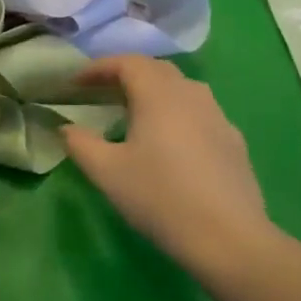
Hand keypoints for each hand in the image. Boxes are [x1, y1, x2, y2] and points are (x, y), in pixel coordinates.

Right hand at [63, 56, 278, 277]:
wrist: (229, 238)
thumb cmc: (160, 197)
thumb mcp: (106, 172)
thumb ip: (79, 143)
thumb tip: (67, 128)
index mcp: (158, 94)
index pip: (127, 63)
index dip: (98, 68)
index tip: (75, 82)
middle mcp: (191, 94)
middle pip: (156, 70)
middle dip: (126, 74)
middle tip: (101, 92)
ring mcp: (218, 116)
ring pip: (181, 89)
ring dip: (153, 92)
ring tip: (133, 114)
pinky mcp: (233, 141)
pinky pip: (199, 113)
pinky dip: (176, 114)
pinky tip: (169, 143)